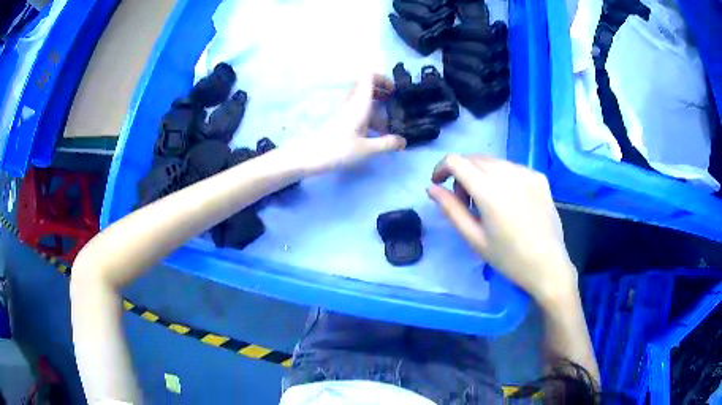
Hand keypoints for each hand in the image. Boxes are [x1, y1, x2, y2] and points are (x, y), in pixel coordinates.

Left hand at [288, 74, 406, 174]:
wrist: (308, 157)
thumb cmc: (338, 150)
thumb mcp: (366, 149)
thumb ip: (386, 144)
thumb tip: (403, 141)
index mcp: (359, 104)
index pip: (368, 77)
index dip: (383, 78)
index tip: (395, 90)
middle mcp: (352, 104)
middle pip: (366, 86)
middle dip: (382, 90)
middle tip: (394, 102)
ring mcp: (345, 113)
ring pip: (363, 100)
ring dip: (377, 106)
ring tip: (389, 124)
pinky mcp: (341, 122)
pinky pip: (358, 112)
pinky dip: (370, 117)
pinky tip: (375, 134)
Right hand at [427, 155, 577, 303]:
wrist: (548, 265)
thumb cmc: (509, 258)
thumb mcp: (474, 238)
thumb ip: (451, 209)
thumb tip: (432, 188)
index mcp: (489, 190)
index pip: (456, 161)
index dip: (441, 168)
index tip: (439, 184)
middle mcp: (508, 173)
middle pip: (473, 159)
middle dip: (461, 174)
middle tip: (465, 202)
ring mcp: (526, 172)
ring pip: (493, 161)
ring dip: (481, 174)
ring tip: (488, 203)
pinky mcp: (539, 176)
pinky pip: (511, 167)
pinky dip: (501, 177)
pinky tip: (508, 200)